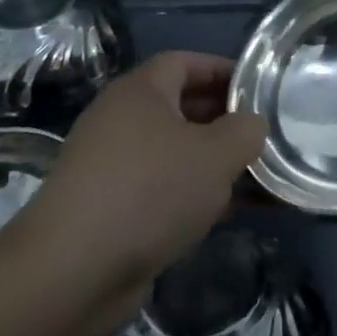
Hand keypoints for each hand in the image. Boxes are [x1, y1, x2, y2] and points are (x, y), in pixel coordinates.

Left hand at [5, 52, 267, 331]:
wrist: (71, 273)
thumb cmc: (150, 191)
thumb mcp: (217, 153)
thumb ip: (246, 130)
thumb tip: (252, 125)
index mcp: (140, 91)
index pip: (187, 62)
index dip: (225, 70)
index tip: (260, 88)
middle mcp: (122, 121)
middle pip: (183, 107)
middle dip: (226, 120)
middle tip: (265, 134)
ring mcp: (113, 167)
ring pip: (177, 152)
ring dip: (216, 162)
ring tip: (260, 176)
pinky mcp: (111, 209)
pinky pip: (164, 188)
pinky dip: (195, 194)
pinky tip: (230, 213)